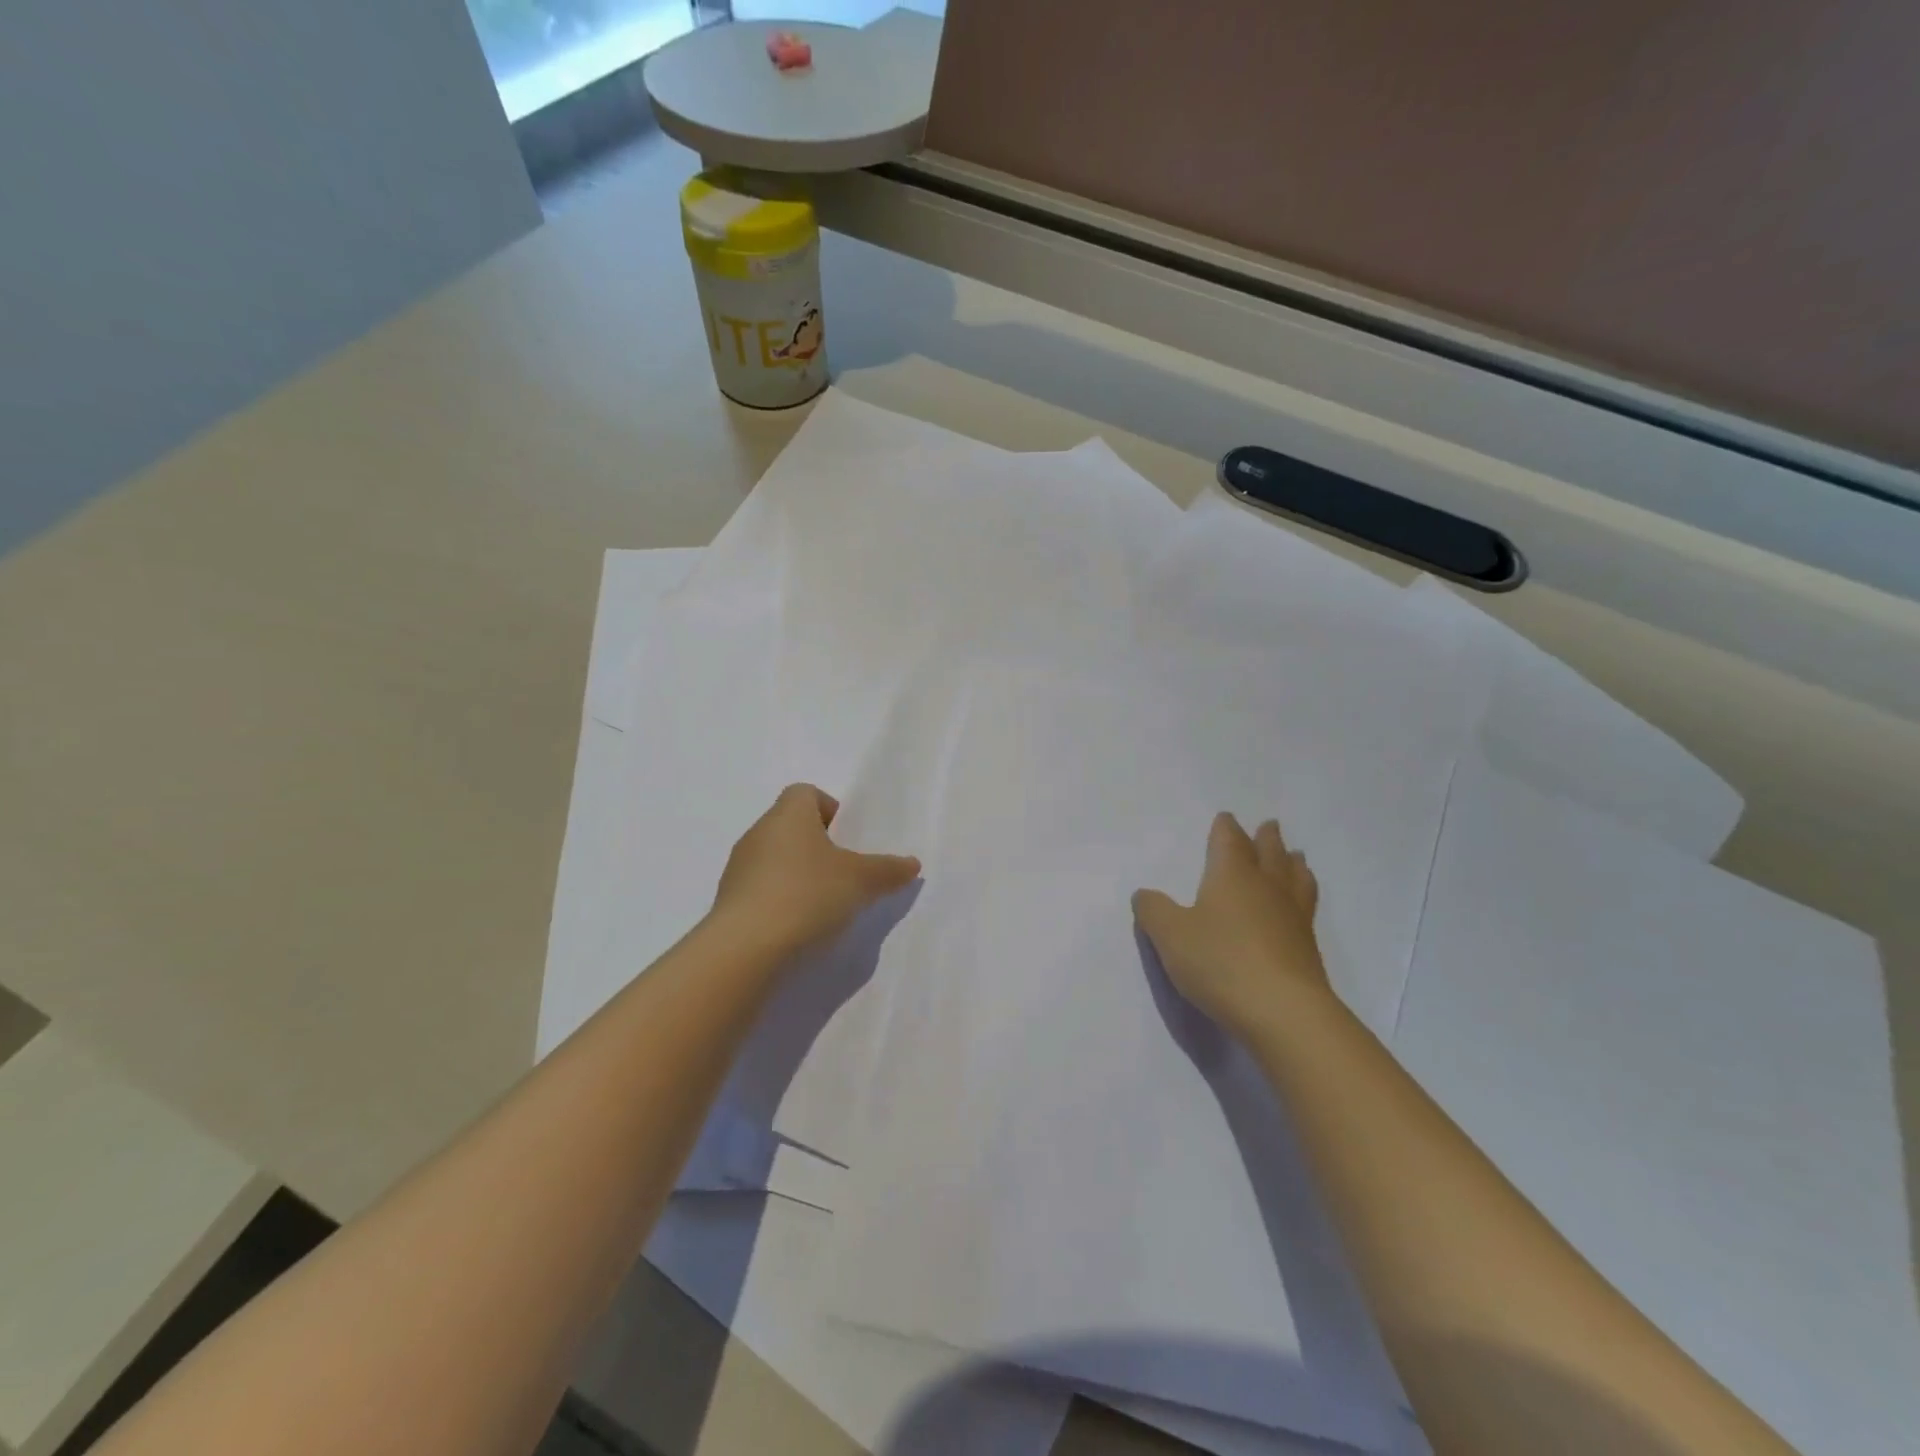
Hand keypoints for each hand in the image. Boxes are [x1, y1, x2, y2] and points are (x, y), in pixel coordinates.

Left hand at [712, 784, 920, 955]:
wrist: (744, 949)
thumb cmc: (807, 895)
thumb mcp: (860, 881)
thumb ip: (888, 870)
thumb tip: (912, 863)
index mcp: (788, 815)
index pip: (806, 793)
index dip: (830, 810)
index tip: (849, 839)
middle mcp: (758, 833)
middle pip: (792, 827)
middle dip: (819, 847)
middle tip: (845, 875)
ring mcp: (738, 869)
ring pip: (776, 860)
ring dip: (799, 876)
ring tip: (824, 907)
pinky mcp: (728, 903)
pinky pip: (761, 891)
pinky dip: (781, 902)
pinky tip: (799, 928)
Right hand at [1133, 813, 1329, 1037]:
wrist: (1284, 1012)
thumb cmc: (1220, 962)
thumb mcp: (1170, 935)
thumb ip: (1153, 911)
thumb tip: (1143, 894)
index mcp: (1232, 875)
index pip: (1229, 841)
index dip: (1225, 828)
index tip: (1226, 818)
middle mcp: (1267, 887)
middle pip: (1269, 853)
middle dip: (1266, 838)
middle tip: (1269, 825)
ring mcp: (1293, 917)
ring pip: (1295, 878)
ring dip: (1293, 863)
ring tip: (1296, 857)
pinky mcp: (1308, 948)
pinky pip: (1306, 908)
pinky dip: (1303, 896)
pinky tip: (1299, 907)